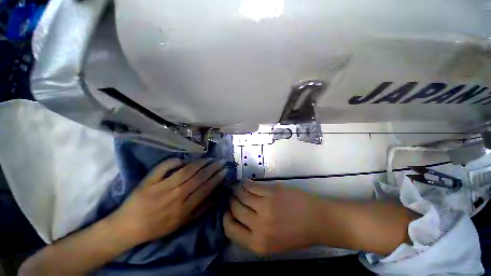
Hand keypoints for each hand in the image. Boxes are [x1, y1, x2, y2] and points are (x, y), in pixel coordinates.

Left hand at [109, 158, 226, 243]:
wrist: (127, 227)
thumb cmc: (156, 227)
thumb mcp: (180, 225)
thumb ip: (199, 211)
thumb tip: (215, 198)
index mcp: (182, 209)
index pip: (205, 189)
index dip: (216, 179)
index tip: (224, 170)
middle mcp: (174, 197)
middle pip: (198, 178)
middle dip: (212, 168)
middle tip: (221, 161)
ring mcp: (161, 187)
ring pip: (185, 171)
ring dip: (199, 163)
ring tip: (209, 158)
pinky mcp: (148, 181)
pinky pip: (164, 167)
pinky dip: (174, 161)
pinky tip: (183, 159)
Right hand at [224, 181, 318, 253]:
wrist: (316, 221)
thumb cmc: (295, 235)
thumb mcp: (271, 244)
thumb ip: (252, 234)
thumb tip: (237, 218)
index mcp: (258, 243)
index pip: (230, 230)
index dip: (226, 218)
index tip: (227, 210)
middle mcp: (259, 226)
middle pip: (235, 209)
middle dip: (231, 201)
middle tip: (231, 196)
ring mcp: (265, 206)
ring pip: (242, 195)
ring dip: (237, 190)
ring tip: (236, 187)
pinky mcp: (271, 192)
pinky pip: (252, 186)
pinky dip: (246, 183)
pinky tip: (246, 182)